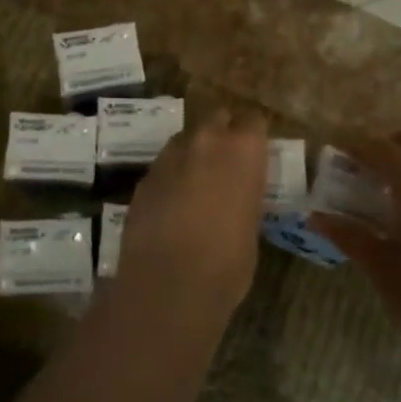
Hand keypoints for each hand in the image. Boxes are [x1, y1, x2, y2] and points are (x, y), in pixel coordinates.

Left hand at [113, 111, 269, 318]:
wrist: (168, 284)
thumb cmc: (227, 262)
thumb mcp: (251, 226)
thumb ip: (244, 197)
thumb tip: (236, 198)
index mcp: (243, 149)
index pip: (254, 121)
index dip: (254, 136)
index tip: (256, 152)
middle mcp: (206, 140)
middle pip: (216, 118)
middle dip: (222, 134)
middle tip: (226, 163)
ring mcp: (170, 156)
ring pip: (185, 139)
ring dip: (193, 153)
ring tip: (197, 183)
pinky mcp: (144, 177)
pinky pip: (163, 166)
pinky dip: (170, 177)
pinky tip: (172, 204)